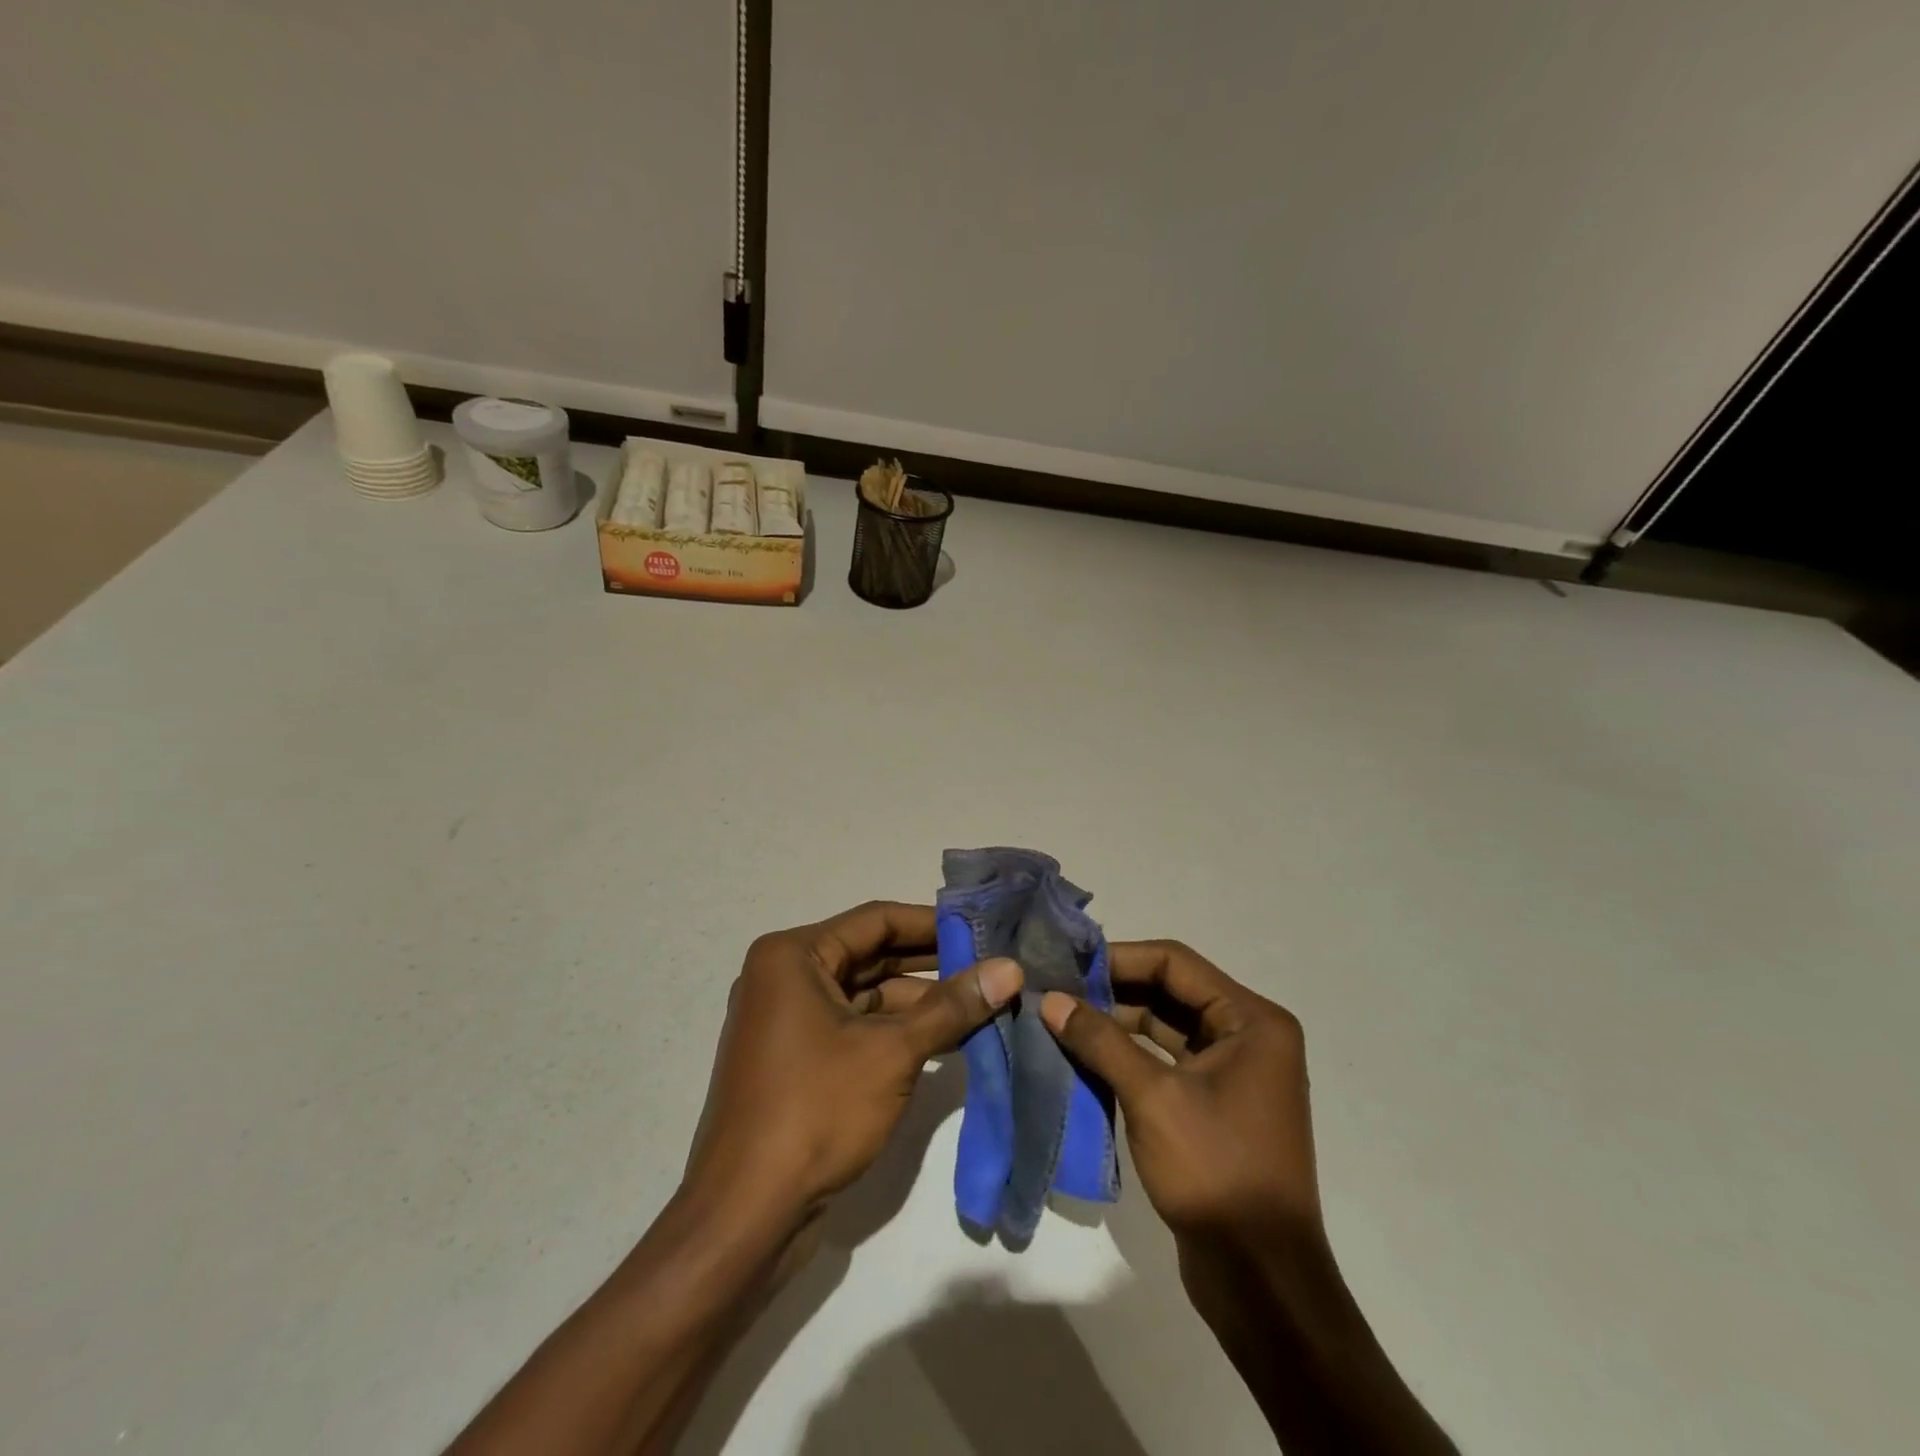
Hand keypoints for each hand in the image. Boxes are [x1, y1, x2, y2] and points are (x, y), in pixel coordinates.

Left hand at [685, 901, 1022, 1223]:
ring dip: (919, 1003)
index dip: (931, 924)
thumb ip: (952, 1007)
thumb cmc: (815, 1110)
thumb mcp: (892, 1052)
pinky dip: (896, 1032)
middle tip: (989, 965)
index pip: (875, 921)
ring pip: (865, 996)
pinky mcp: (797, 1060)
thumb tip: (1011, 968)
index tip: (982, 928)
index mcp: (792, 956)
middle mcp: (785, 978)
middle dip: (930, 965)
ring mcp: (788, 1021)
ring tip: (981, 1004)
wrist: (746, 1215)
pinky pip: (855, 1028)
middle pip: (870, 956)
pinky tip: (946, 1039)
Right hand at [1039, 940, 1318, 1241]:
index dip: (1119, 958)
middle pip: (1171, 991)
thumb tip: (1051, 1000)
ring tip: (1062, 1019)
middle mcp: (1248, 1035)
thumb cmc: (1215, 1172)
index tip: (1069, 963)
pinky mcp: (1215, 1104)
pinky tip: (1085, 1057)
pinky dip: (1129, 1056)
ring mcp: (1233, 1072)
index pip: (1175, 962)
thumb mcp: (1152, 1097)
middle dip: (1114, 991)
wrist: (1261, 1280)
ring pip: (1166, 1027)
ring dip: (1117, 1024)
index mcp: (1252, 1020)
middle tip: (1057, 990)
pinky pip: (1167, 1061)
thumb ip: (1100, 1041)